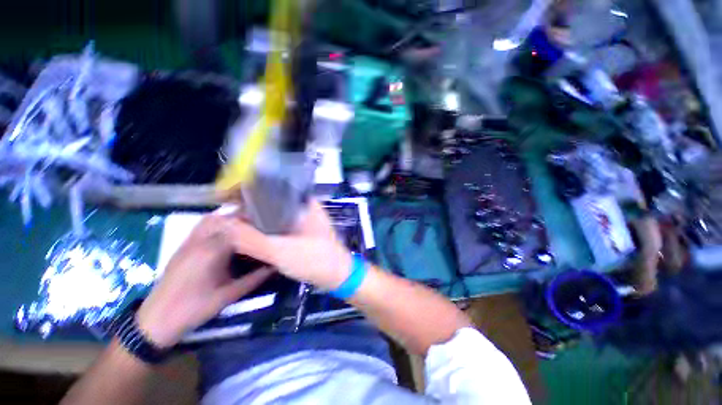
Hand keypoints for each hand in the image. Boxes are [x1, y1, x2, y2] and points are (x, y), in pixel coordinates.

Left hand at [136, 214, 272, 347]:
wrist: (156, 320)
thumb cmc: (195, 309)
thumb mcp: (229, 295)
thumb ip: (255, 278)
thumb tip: (275, 265)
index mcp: (212, 251)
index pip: (238, 227)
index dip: (256, 224)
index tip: (270, 226)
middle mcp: (200, 241)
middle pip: (226, 219)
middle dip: (245, 218)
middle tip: (261, 225)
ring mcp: (189, 242)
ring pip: (212, 219)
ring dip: (230, 218)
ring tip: (246, 225)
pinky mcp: (183, 246)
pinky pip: (202, 226)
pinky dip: (217, 223)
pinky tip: (227, 232)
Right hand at [226, 200, 352, 290]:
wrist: (338, 276)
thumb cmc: (316, 260)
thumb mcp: (282, 251)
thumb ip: (252, 240)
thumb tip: (222, 225)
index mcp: (303, 203)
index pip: (272, 187)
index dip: (248, 190)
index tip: (225, 197)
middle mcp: (303, 208)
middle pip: (270, 201)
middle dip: (248, 206)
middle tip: (223, 213)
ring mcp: (302, 220)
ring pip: (273, 214)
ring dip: (254, 218)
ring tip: (230, 223)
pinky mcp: (300, 233)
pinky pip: (277, 226)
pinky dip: (263, 229)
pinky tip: (249, 234)